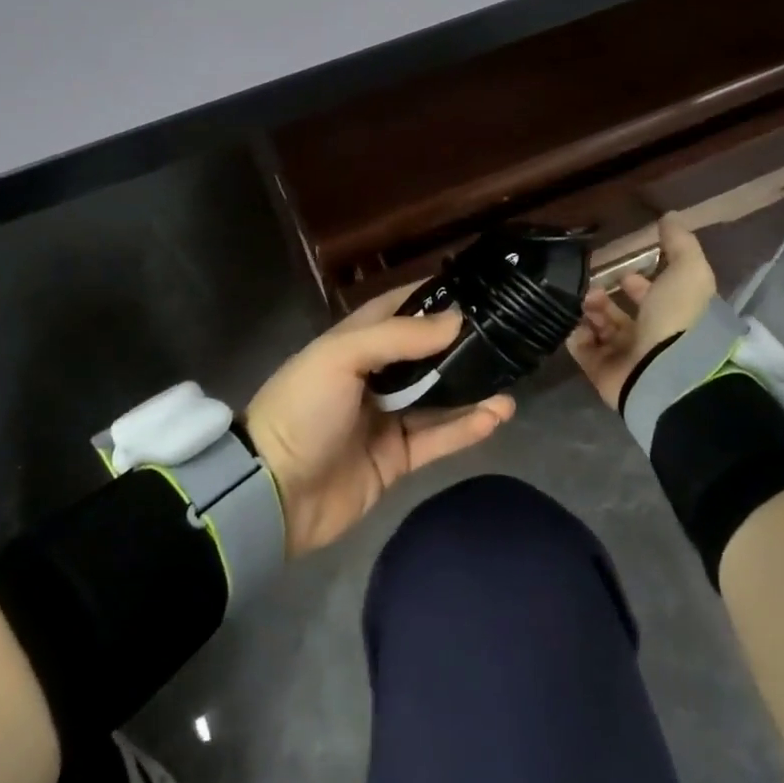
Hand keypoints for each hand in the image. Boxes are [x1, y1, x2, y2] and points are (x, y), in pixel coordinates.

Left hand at [245, 286, 515, 556]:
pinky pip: (438, 439)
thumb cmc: (303, 408)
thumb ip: (399, 337)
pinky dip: (466, 428)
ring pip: (438, 398)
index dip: (431, 298)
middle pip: (425, 355)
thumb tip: (456, 319)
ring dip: (472, 390)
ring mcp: (386, 419)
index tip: (474, 289)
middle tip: (505, 336)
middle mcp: (373, 376)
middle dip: (461, 346)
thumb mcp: (341, 357)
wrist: (273, 493)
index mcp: (353, 344)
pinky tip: (496, 415)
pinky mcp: (396, 459)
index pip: (397, 309)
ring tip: (510, 381)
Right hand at [568, 214, 717, 408]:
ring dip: (590, 310)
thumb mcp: (688, 271)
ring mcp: (625, 356)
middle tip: (592, 285)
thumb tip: (670, 216)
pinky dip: (576, 333)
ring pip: (599, 328)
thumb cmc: (679, 318)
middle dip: (604, 296)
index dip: (638, 283)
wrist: (664, 371)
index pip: (651, 297)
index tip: (623, 270)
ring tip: (586, 300)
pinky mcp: (602, 371)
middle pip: (620, 314)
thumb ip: (680, 243)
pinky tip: (576, 320)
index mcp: (672, 316)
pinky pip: (582, 348)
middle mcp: (649, 337)